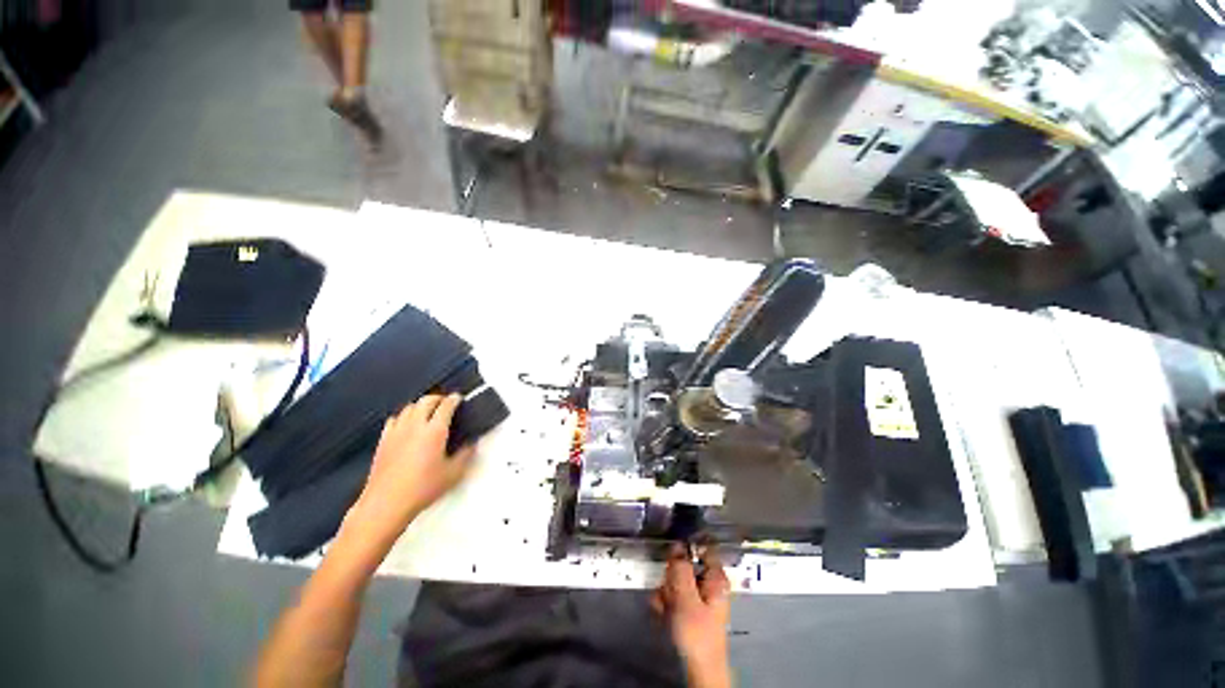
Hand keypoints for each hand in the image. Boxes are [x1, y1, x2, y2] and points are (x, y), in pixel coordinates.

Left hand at [352, 394, 475, 539]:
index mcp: (434, 431)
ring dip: (421, 405)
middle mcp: (415, 426)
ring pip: (409, 407)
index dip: (454, 399)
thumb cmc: (421, 488)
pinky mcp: (383, 441)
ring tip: (428, 410)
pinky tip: (406, 423)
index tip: (458, 398)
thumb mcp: (453, 473)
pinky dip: (403, 416)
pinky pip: (394, 419)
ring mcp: (397, 432)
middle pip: (426, 401)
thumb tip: (471, 444)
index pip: (446, 405)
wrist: (387, 503)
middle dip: (438, 398)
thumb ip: (466, 455)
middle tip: (445, 402)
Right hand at [653, 544, 731, 687]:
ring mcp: (700, 596)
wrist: (699, 669)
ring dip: (666, 589)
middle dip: (671, 574)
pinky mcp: (691, 608)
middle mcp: (710, 582)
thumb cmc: (697, 632)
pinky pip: (675, 594)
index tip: (670, 552)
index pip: (701, 547)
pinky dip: (666, 600)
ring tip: (662, 603)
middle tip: (666, 587)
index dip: (685, 546)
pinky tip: (661, 610)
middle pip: (686, 564)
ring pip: (678, 579)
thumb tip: (677, 544)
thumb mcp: (686, 597)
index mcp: (716, 576)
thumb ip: (680, 568)